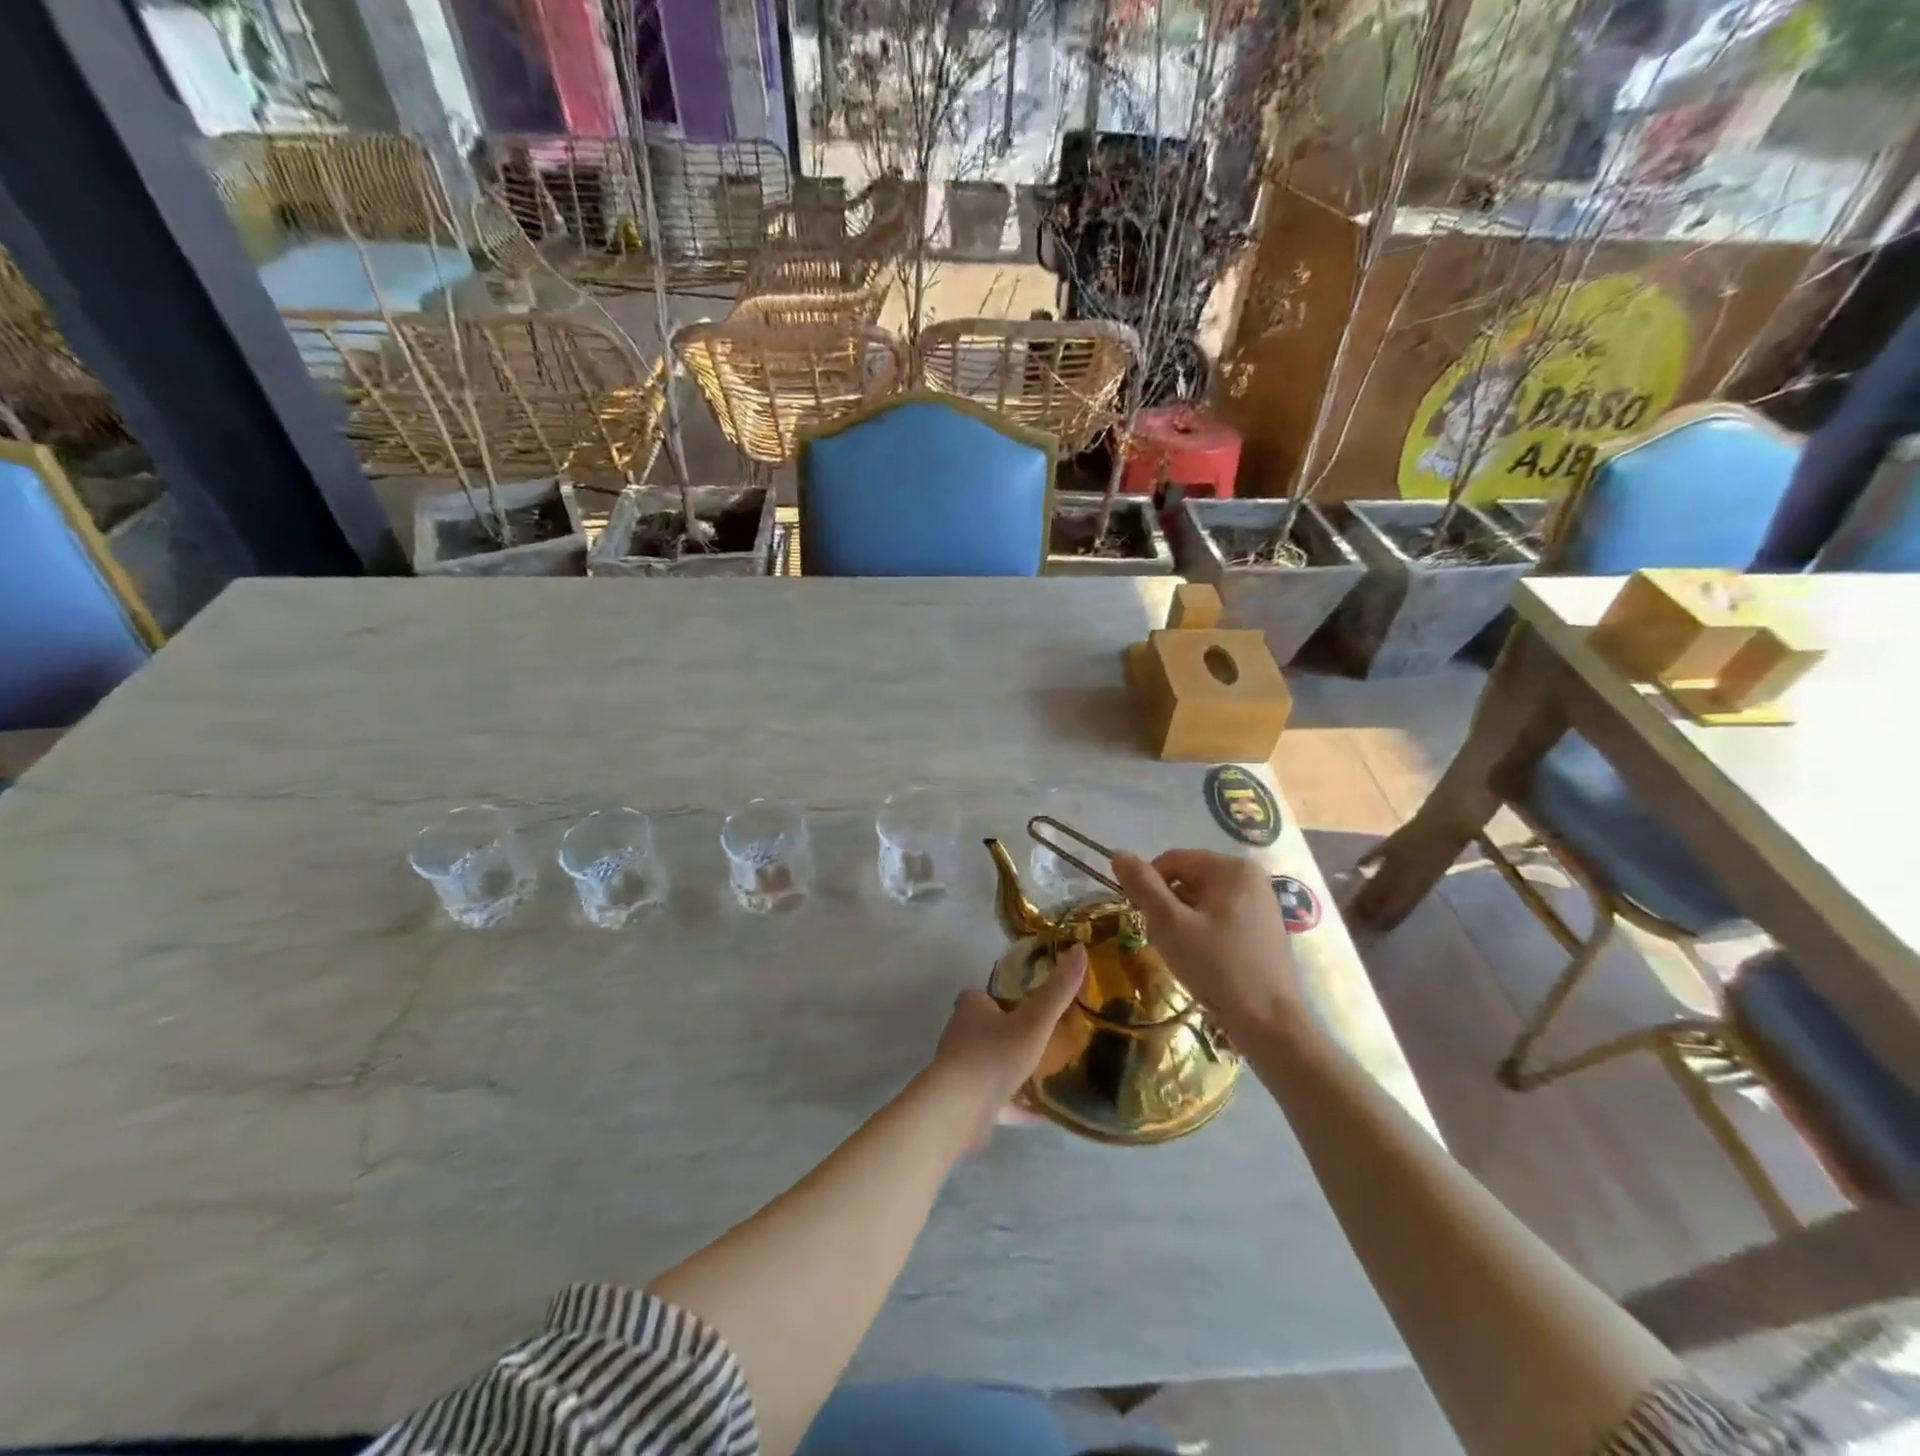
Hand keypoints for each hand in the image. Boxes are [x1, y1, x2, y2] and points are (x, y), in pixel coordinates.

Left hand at [930, 944, 1086, 1144]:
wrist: (959, 1108)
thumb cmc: (995, 1054)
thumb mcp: (1034, 1021)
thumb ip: (1057, 991)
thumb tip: (1080, 949)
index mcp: (972, 1008)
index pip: (983, 996)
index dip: (1003, 999)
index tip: (1028, 1005)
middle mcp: (961, 1035)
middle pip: (986, 1029)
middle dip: (1010, 1034)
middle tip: (1043, 1039)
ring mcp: (960, 1070)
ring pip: (990, 1065)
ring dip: (1012, 1070)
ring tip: (1044, 1074)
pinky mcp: (964, 1101)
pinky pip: (995, 1099)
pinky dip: (1014, 1104)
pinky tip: (1039, 1114)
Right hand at [1112, 849, 1304, 1036]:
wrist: (1270, 1024)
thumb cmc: (1217, 967)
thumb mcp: (1170, 924)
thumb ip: (1143, 886)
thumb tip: (1118, 854)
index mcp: (1232, 868)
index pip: (1172, 861)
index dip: (1149, 886)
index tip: (1142, 918)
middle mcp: (1250, 877)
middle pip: (1188, 879)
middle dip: (1168, 907)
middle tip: (1164, 940)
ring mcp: (1260, 904)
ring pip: (1201, 901)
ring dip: (1182, 922)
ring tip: (1183, 954)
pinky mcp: (1262, 929)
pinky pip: (1219, 918)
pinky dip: (1202, 933)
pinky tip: (1202, 961)